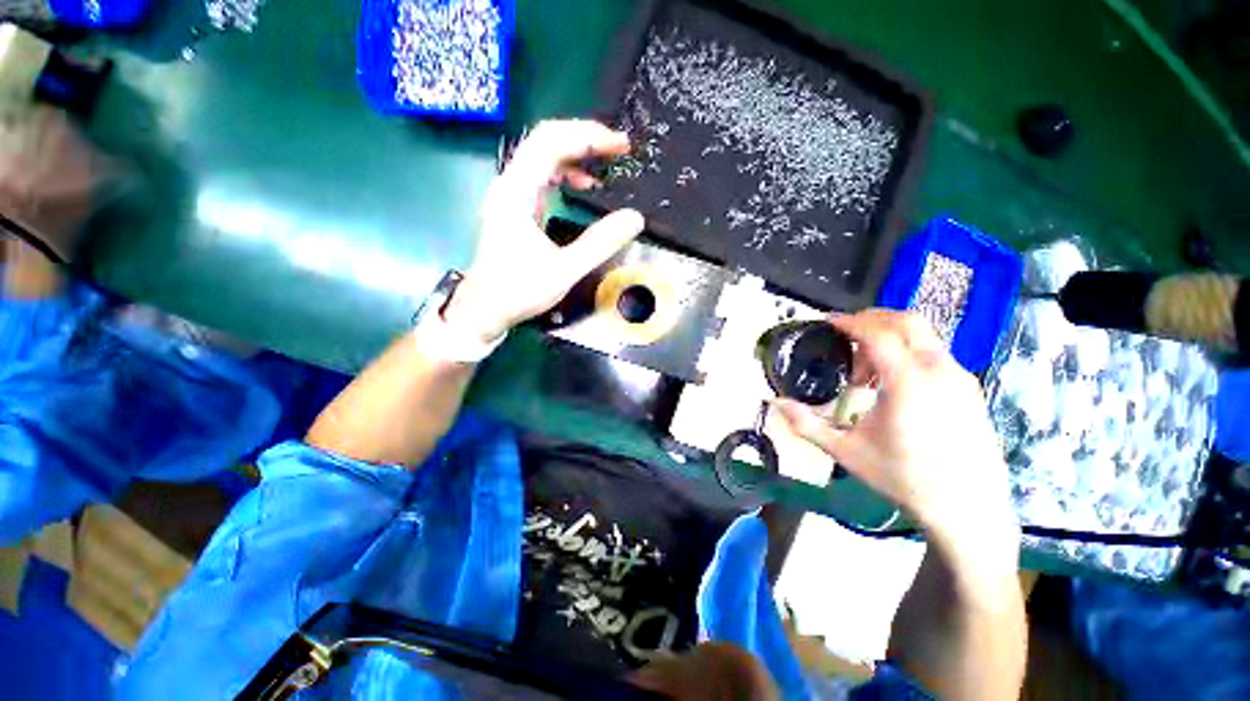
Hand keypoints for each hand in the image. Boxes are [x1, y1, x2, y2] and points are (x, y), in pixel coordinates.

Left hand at [443, 120, 645, 342]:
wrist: (485, 309)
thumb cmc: (519, 290)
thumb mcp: (564, 270)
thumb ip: (600, 243)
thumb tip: (635, 218)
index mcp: (516, 192)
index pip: (550, 142)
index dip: (588, 136)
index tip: (620, 146)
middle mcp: (510, 185)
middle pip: (545, 140)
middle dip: (585, 138)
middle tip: (619, 148)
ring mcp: (511, 195)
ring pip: (543, 156)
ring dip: (576, 154)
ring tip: (606, 162)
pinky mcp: (515, 207)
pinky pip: (542, 176)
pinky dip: (566, 174)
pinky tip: (584, 185)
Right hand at [774, 311, 1016, 549]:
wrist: (968, 509)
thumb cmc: (904, 478)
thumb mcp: (847, 452)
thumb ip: (807, 424)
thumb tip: (775, 403)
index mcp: (908, 382)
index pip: (878, 334)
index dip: (850, 322)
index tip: (828, 322)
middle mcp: (939, 370)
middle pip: (907, 322)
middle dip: (871, 319)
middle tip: (845, 335)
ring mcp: (960, 377)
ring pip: (923, 335)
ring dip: (889, 338)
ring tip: (865, 371)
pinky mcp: (969, 389)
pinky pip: (935, 353)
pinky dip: (908, 352)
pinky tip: (892, 384)